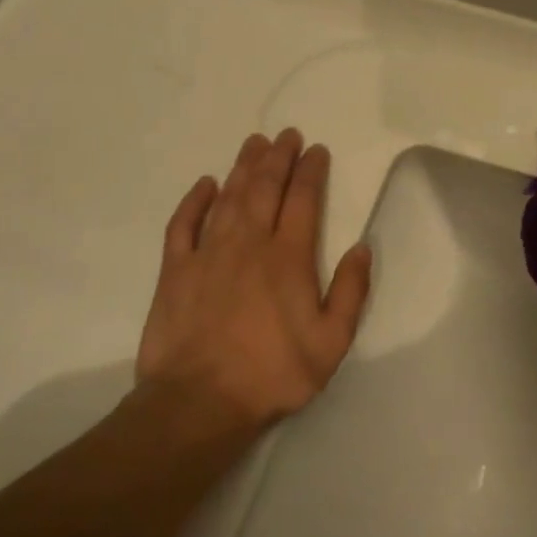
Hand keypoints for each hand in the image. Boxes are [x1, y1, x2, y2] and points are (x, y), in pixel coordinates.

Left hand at [132, 129, 372, 434]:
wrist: (200, 402)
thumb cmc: (273, 372)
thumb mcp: (332, 341)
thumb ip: (351, 291)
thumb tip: (361, 247)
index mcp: (288, 258)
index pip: (303, 201)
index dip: (310, 171)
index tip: (316, 150)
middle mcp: (249, 244)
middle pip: (264, 189)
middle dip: (278, 158)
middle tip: (286, 135)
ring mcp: (208, 254)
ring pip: (228, 198)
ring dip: (242, 168)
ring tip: (253, 143)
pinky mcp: (175, 271)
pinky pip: (183, 224)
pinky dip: (194, 200)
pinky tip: (205, 184)